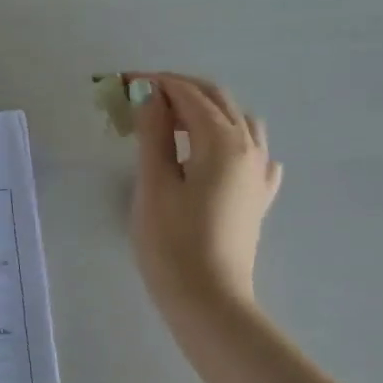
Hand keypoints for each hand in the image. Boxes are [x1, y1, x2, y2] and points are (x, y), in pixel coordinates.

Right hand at [129, 74, 281, 311]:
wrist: (209, 301)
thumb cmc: (172, 242)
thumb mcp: (154, 183)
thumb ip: (153, 134)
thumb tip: (151, 96)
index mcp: (223, 142)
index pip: (189, 96)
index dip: (156, 83)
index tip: (123, 82)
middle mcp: (249, 149)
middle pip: (218, 101)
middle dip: (180, 90)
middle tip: (141, 96)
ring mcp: (259, 174)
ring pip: (239, 122)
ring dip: (206, 111)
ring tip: (172, 123)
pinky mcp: (258, 198)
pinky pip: (252, 154)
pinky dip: (230, 141)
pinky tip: (214, 155)